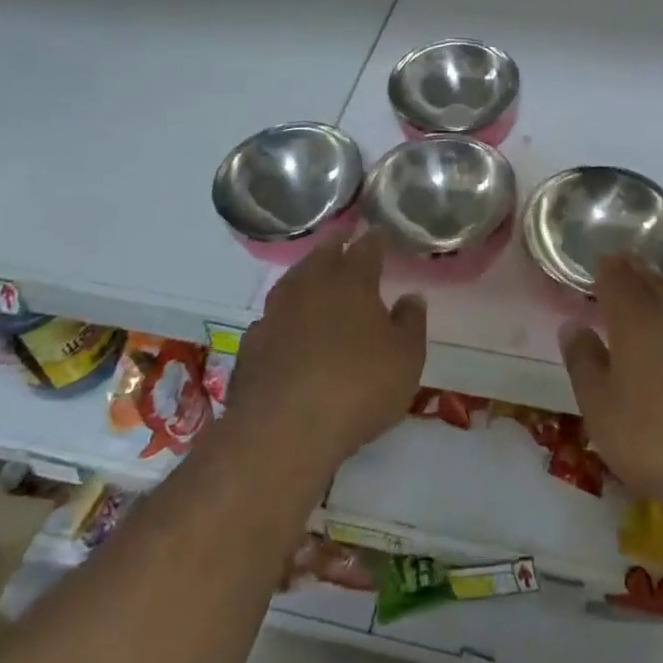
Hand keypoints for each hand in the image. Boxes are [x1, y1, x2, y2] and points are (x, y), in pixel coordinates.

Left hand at [225, 231, 425, 481]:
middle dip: (336, 242)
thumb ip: (411, 323)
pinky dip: (284, 316)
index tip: (380, 232)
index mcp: (352, 281)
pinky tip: (287, 328)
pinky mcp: (252, 344)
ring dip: (306, 274)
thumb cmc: (358, 387)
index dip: (376, 238)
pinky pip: (273, 319)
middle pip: (323, 253)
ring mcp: (275, 313)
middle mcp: (311, 285)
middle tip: (345, 235)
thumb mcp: (406, 359)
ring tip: (315, 276)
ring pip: (293, 281)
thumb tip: (411, 297)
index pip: (367, 248)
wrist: (282, 431)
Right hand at [562, 254, 662, 526]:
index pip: (617, 279)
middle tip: (621, 263)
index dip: (606, 268)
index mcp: (635, 320)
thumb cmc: (661, 439)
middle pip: (650, 282)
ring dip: (660, 292)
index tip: (599, 261)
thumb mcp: (602, 411)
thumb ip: (584, 364)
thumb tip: (573, 326)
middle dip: (633, 271)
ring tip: (649, 291)